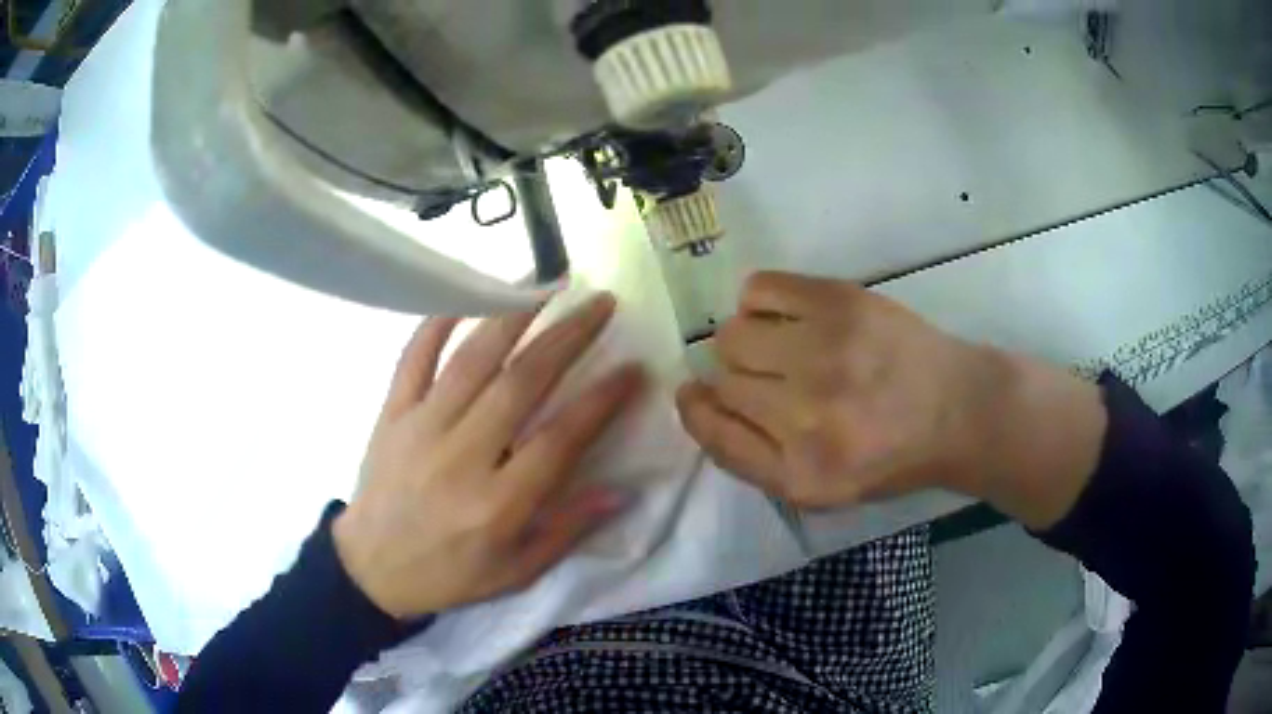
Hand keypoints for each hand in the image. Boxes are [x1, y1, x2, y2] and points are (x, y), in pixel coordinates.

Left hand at [334, 294, 643, 619]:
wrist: (370, 568)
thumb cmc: (449, 574)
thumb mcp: (515, 572)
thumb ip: (566, 531)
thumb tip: (622, 492)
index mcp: (497, 504)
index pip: (560, 439)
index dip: (602, 400)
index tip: (633, 368)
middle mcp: (461, 456)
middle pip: (521, 383)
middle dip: (568, 337)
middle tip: (601, 304)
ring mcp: (421, 428)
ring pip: (472, 359)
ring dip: (513, 316)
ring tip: (548, 285)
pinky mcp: (392, 414)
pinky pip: (414, 357)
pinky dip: (438, 322)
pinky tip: (466, 295)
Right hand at [677, 272, 1105, 526]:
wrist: (957, 409)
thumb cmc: (887, 455)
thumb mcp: (819, 488)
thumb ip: (750, 456)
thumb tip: (695, 397)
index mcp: (801, 474)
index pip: (712, 433)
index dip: (698, 409)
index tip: (700, 394)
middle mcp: (807, 416)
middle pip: (722, 379)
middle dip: (737, 379)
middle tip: (775, 377)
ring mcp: (825, 352)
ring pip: (733, 333)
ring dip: (748, 339)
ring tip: (783, 343)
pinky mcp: (841, 302)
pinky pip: (759, 288)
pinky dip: (761, 299)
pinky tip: (789, 313)